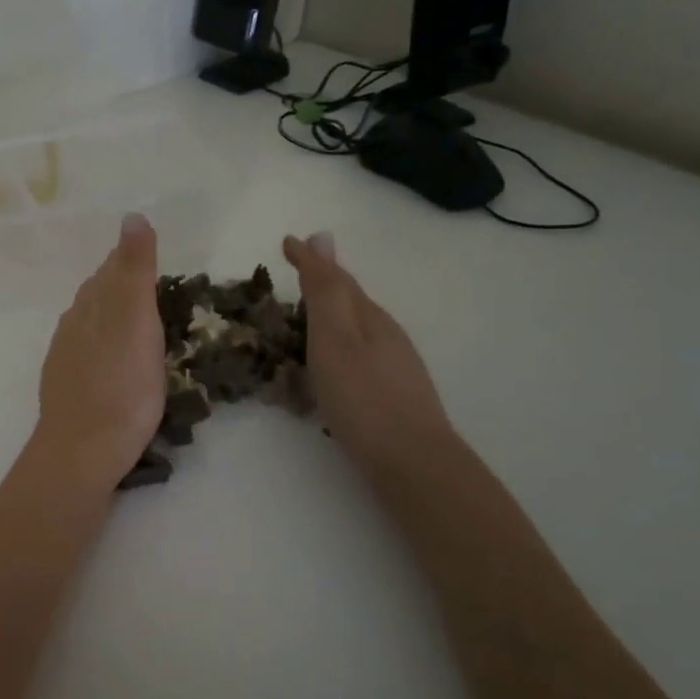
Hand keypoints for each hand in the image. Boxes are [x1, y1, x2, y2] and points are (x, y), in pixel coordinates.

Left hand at [34, 213, 166, 488]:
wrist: (82, 451)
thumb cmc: (121, 386)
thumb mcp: (136, 321)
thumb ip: (134, 270)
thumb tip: (132, 216)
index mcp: (92, 305)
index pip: (111, 269)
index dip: (131, 260)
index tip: (153, 257)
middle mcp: (74, 324)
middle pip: (98, 293)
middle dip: (121, 284)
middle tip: (152, 287)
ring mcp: (66, 357)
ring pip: (90, 322)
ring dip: (111, 315)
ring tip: (137, 322)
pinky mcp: (67, 386)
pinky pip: (86, 351)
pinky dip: (104, 345)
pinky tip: (113, 360)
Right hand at [283, 231, 454, 474]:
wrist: (413, 462)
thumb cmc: (363, 397)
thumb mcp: (334, 338)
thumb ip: (325, 291)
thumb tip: (320, 236)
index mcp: (368, 317)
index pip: (335, 278)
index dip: (310, 260)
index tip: (286, 243)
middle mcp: (384, 335)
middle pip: (348, 303)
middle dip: (320, 288)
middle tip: (292, 280)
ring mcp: (392, 366)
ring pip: (353, 333)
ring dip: (326, 323)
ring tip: (300, 328)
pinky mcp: (391, 395)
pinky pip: (354, 361)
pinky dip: (333, 357)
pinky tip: (325, 376)